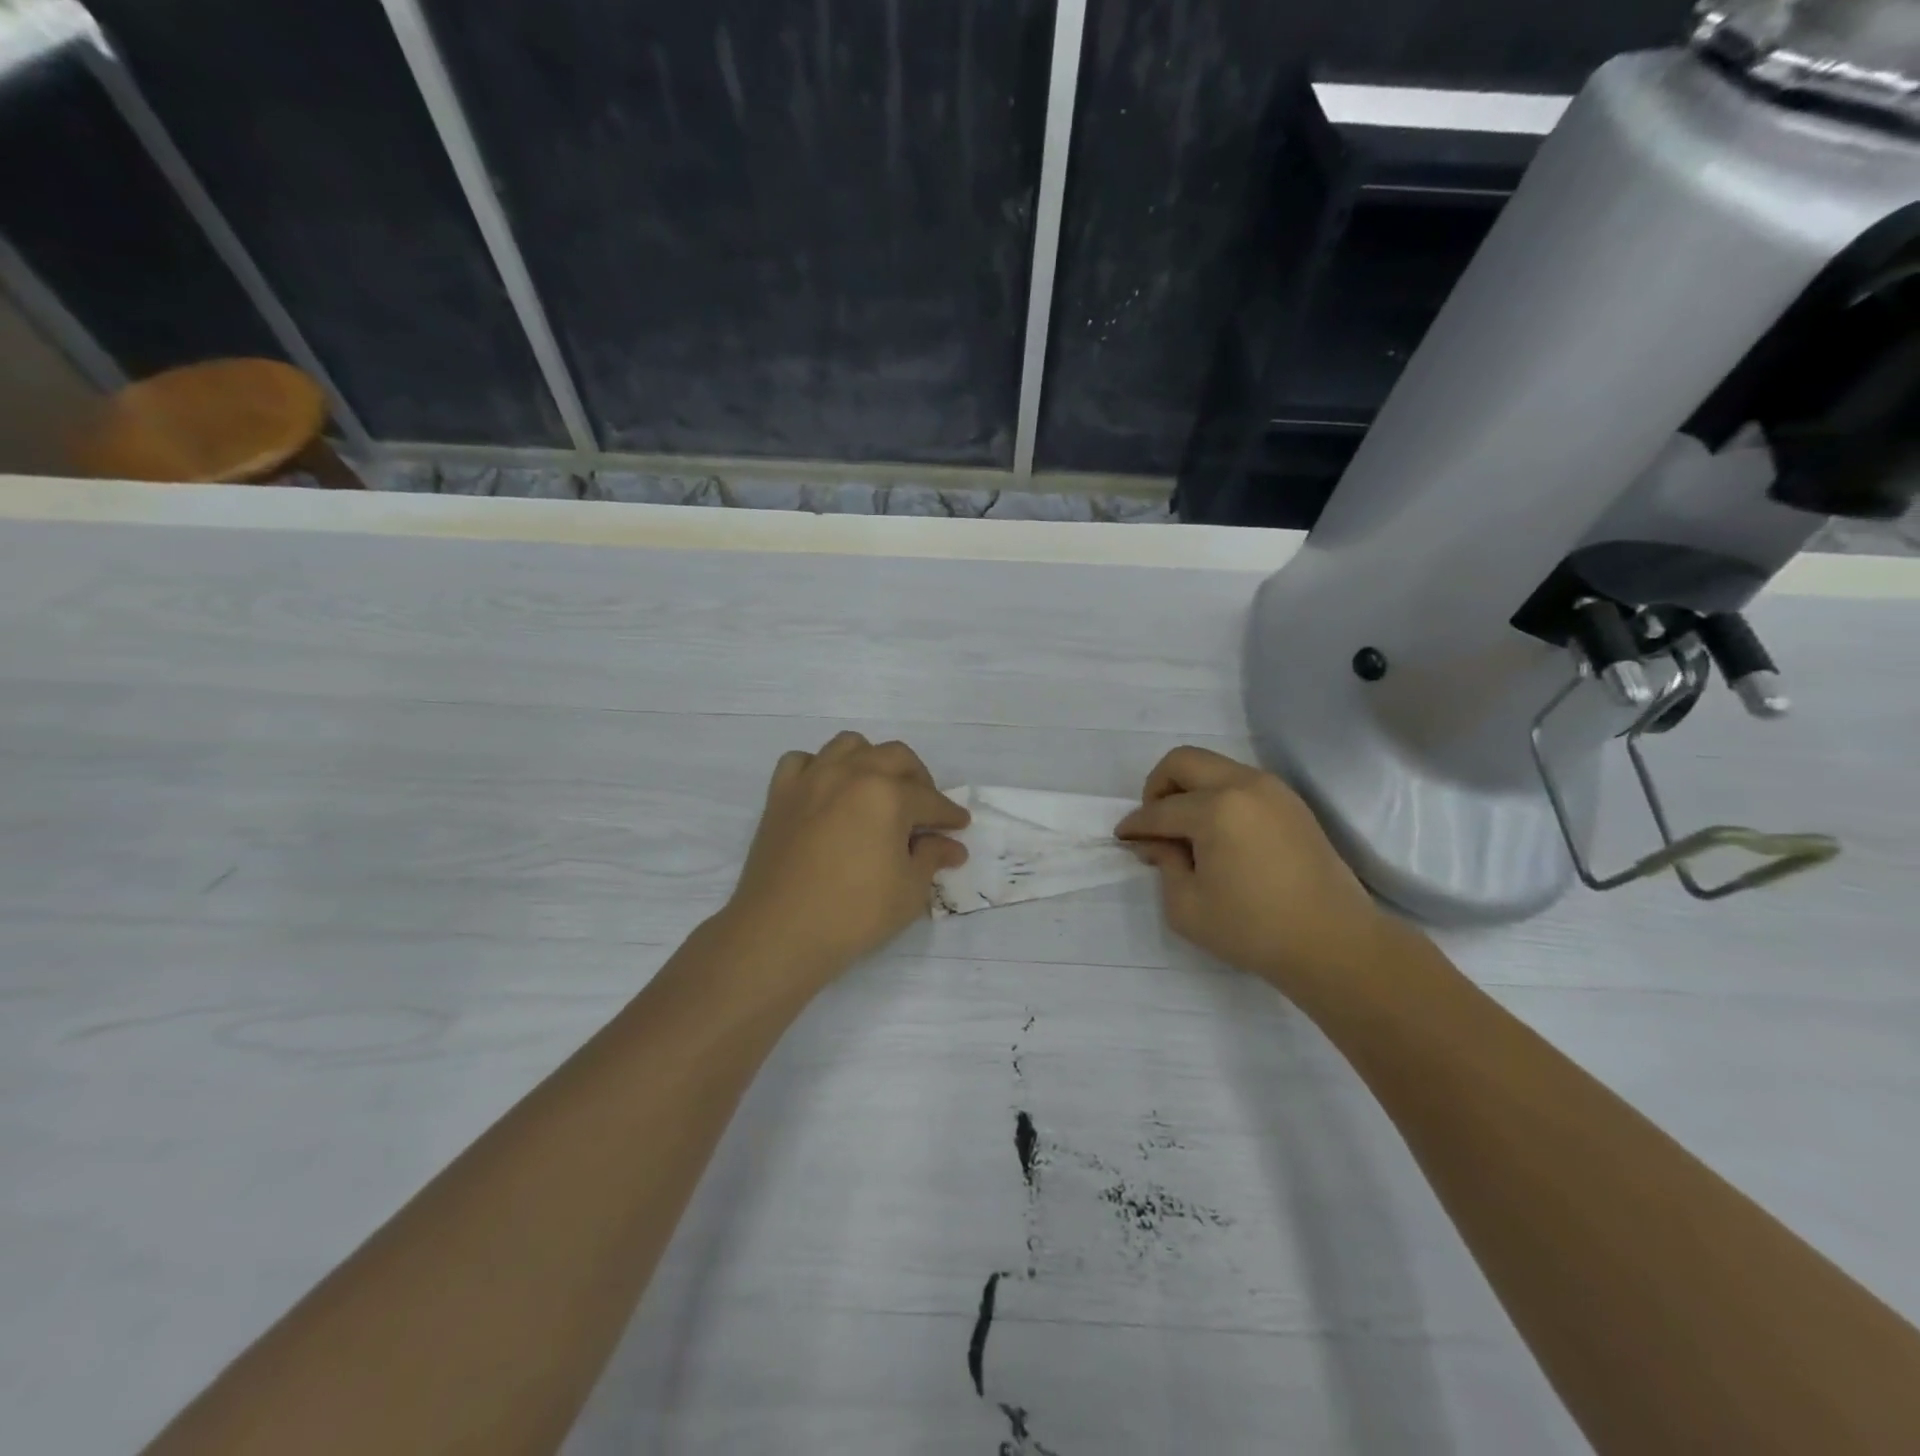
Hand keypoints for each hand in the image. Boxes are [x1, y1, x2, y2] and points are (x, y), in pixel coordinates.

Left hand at [718, 732, 969, 984]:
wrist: (780, 931)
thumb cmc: (854, 913)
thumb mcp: (909, 890)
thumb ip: (932, 858)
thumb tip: (950, 845)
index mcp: (888, 794)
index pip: (930, 799)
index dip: (949, 814)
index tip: (960, 825)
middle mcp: (851, 773)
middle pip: (895, 757)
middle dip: (918, 779)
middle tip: (925, 809)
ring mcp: (812, 779)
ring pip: (849, 745)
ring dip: (870, 761)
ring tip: (877, 789)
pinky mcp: (780, 794)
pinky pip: (802, 761)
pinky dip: (819, 768)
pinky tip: (827, 792)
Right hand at [1115, 746, 1391, 992]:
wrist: (1334, 943)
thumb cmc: (1253, 930)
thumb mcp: (1187, 907)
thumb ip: (1163, 864)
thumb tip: (1156, 842)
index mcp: (1215, 809)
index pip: (1160, 810)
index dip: (1135, 825)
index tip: (1123, 837)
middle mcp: (1243, 785)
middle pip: (1183, 761)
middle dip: (1157, 787)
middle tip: (1154, 824)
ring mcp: (1272, 789)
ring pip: (1214, 767)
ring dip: (1190, 790)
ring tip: (1186, 831)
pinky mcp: (1291, 803)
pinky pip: (1240, 782)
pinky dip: (1218, 796)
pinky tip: (1218, 834)